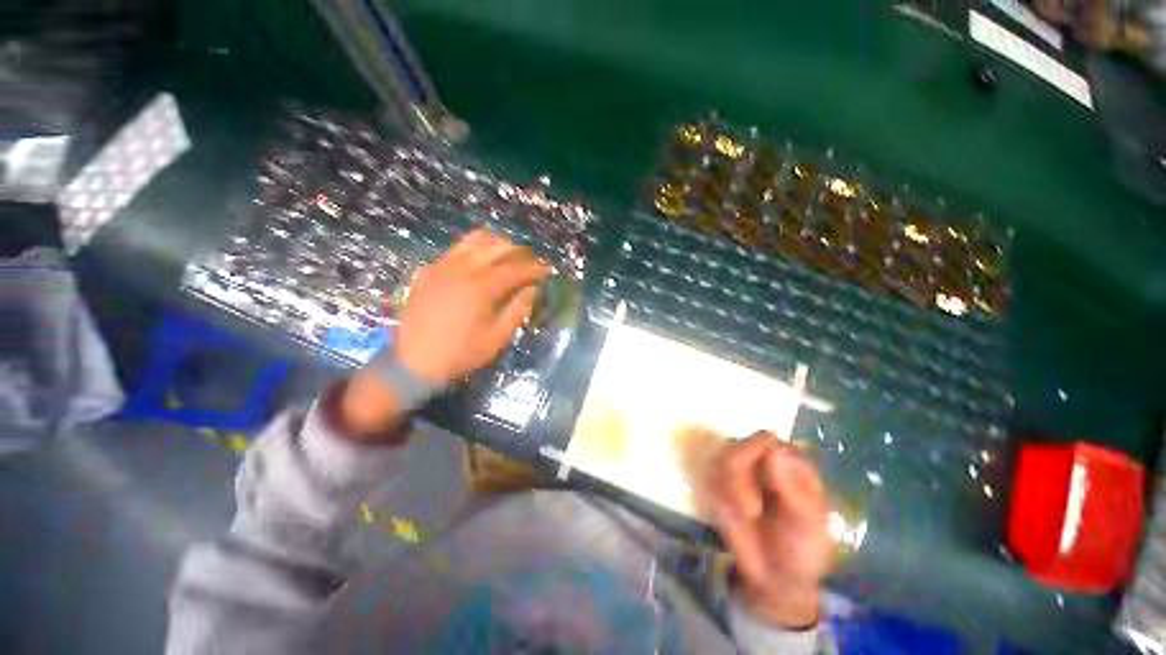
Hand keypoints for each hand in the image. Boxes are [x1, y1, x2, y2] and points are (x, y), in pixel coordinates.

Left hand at [338, 230, 549, 436]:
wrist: (413, 363)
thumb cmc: (460, 354)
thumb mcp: (496, 338)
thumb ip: (517, 310)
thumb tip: (531, 289)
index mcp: (481, 288)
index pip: (514, 269)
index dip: (534, 268)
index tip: (548, 268)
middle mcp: (462, 270)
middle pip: (496, 248)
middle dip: (518, 251)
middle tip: (531, 260)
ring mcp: (442, 268)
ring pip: (473, 242)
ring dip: (495, 244)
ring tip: (507, 254)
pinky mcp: (428, 272)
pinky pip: (454, 250)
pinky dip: (472, 249)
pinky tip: (478, 260)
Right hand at [704, 432, 833, 629]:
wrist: (776, 579)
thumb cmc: (802, 549)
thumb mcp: (806, 523)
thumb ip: (790, 487)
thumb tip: (774, 448)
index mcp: (789, 461)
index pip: (764, 440)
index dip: (756, 461)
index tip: (761, 492)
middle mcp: (761, 459)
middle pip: (736, 446)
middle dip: (739, 480)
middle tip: (751, 512)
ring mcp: (738, 471)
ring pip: (720, 461)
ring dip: (729, 491)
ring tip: (745, 517)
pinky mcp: (719, 484)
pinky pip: (709, 477)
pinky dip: (718, 497)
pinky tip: (731, 516)